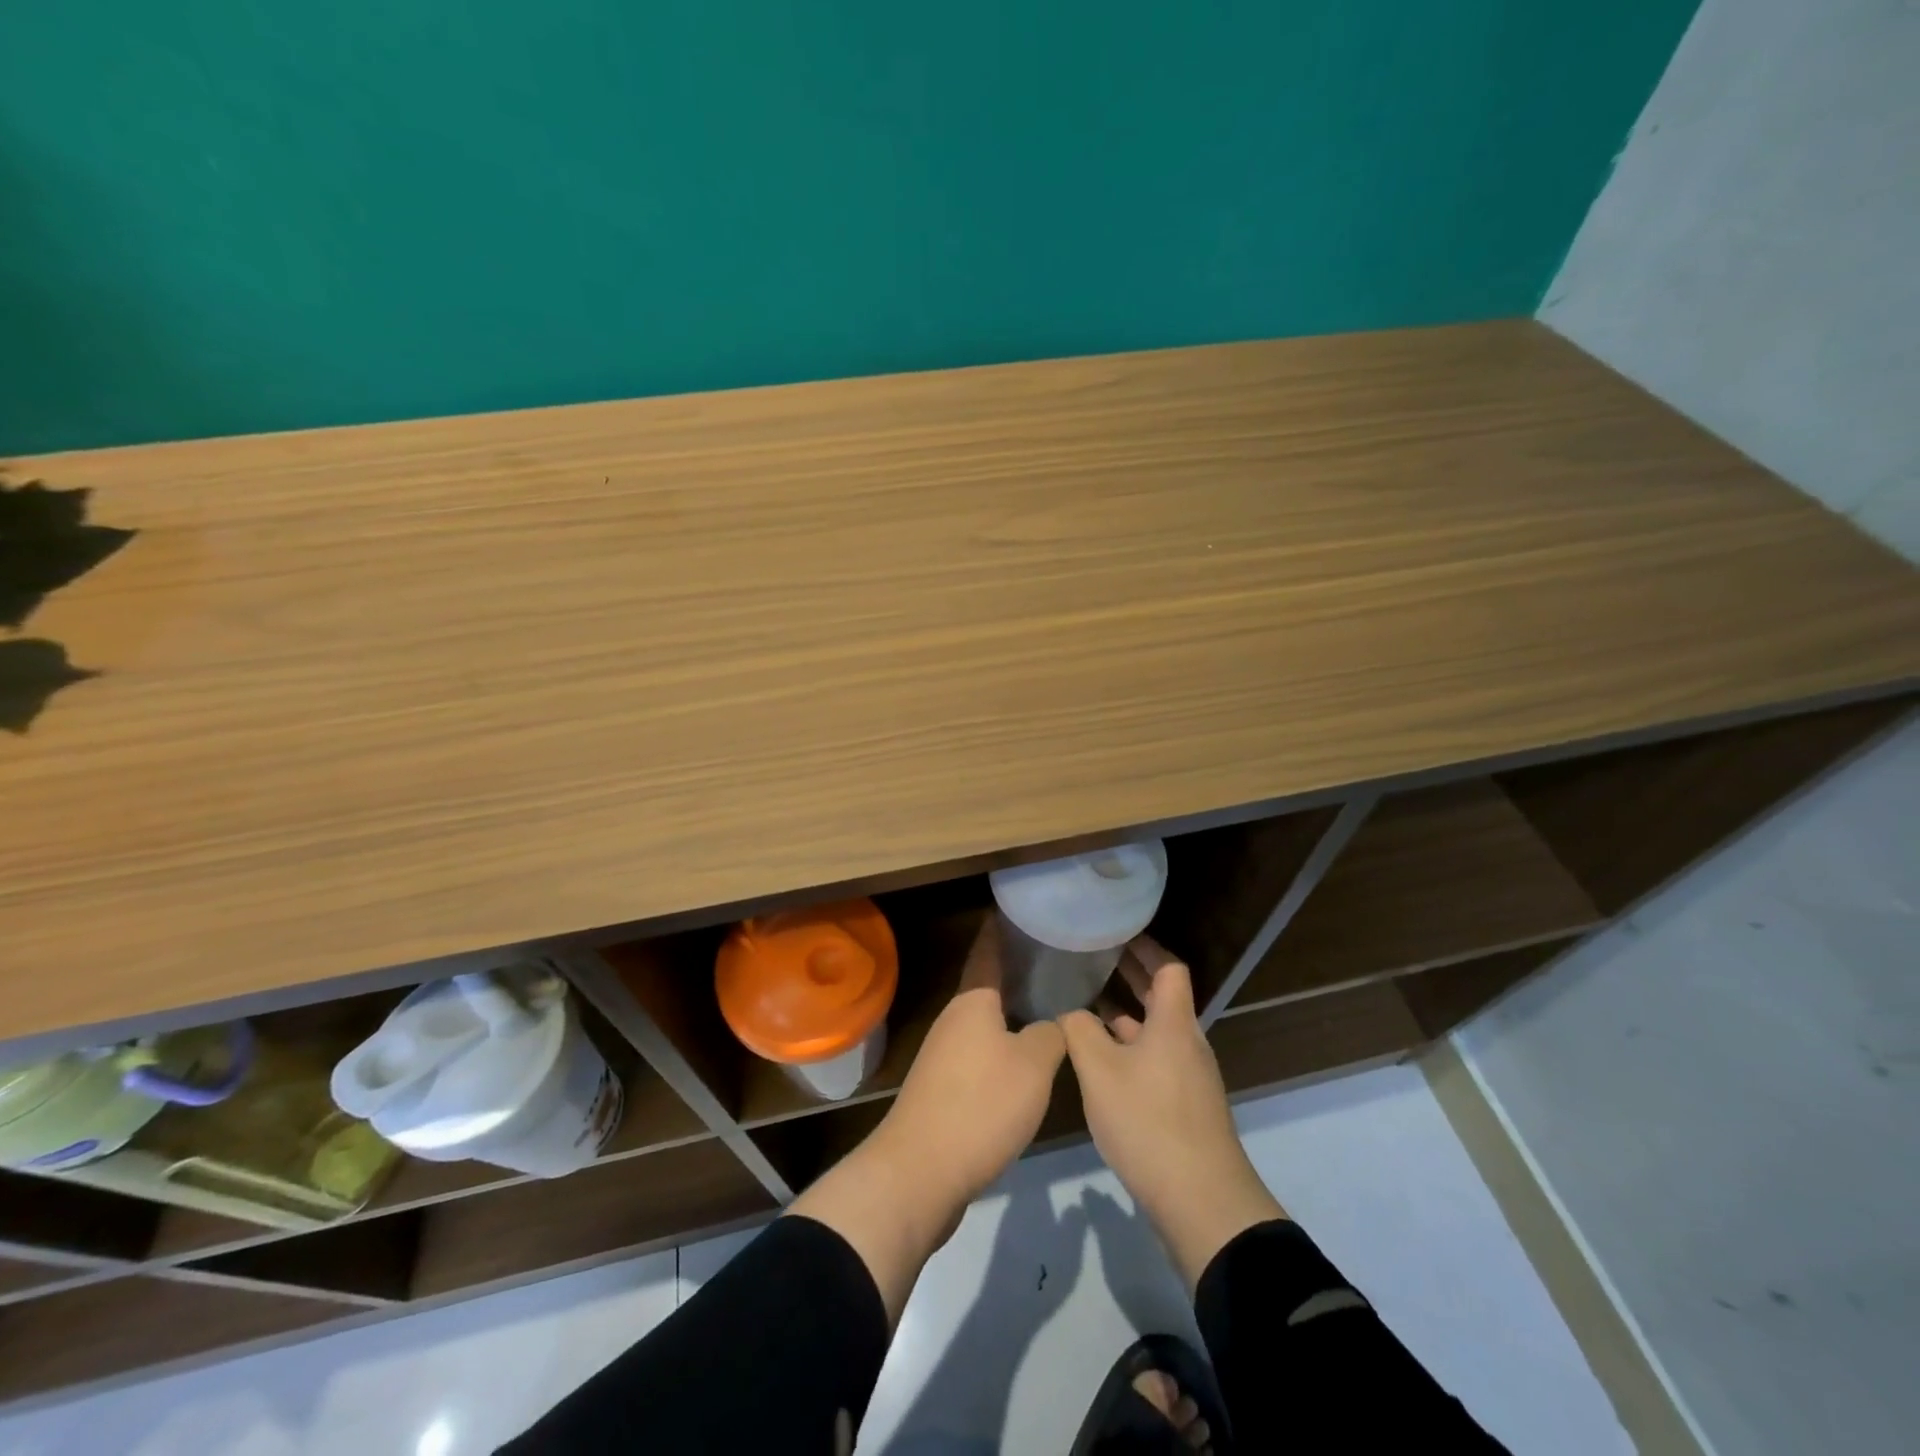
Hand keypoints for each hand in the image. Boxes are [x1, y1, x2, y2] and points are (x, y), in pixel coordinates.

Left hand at [873, 916, 1066, 1207]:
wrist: (921, 1172)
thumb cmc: (981, 1103)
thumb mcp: (1033, 1065)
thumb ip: (1051, 1034)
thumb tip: (1053, 1022)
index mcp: (972, 1001)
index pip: (987, 951)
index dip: (1001, 929)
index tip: (1019, 910)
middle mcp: (953, 1019)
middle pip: (987, 988)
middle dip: (1015, 973)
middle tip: (1054, 962)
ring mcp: (943, 1055)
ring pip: (984, 1024)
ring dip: (1011, 1015)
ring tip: (1048, 1008)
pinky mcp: (943, 1089)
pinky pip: (979, 1055)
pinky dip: (1003, 1048)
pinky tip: (1027, 1062)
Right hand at [1060, 935, 1285, 1289]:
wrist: (1201, 1201)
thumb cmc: (1149, 1121)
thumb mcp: (1099, 1070)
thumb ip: (1079, 1030)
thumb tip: (1071, 1011)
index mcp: (1174, 1023)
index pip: (1168, 968)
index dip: (1145, 947)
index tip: (1116, 932)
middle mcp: (1186, 1042)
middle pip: (1163, 996)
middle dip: (1131, 975)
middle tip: (1095, 957)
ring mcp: (1188, 1077)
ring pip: (1156, 1031)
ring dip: (1126, 1013)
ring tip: (1087, 1003)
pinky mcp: (1184, 1106)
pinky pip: (1155, 1059)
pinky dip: (1129, 1047)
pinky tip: (1100, 1060)